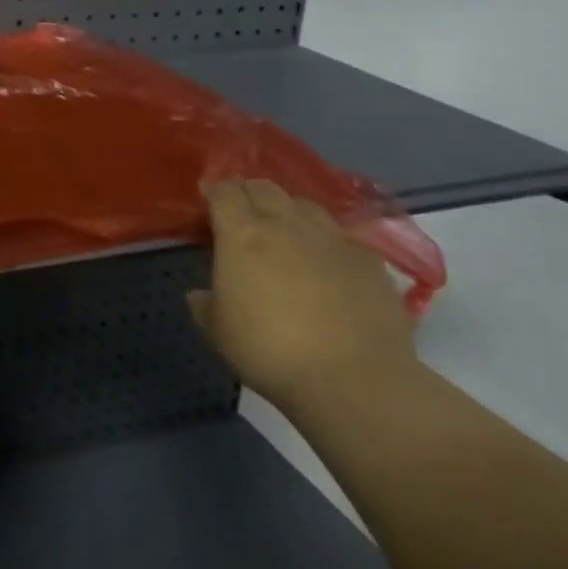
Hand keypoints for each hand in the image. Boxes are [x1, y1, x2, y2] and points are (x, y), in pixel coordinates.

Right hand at [192, 180, 416, 409]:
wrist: (354, 380)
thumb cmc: (270, 351)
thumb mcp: (218, 332)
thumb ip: (204, 305)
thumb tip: (198, 295)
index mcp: (242, 235)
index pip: (224, 192)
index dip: (214, 191)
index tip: (207, 198)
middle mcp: (286, 225)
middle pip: (264, 188)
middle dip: (249, 193)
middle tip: (242, 212)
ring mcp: (331, 239)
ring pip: (305, 205)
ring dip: (289, 211)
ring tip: (285, 231)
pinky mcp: (369, 260)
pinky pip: (341, 236)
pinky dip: (327, 241)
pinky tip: (327, 262)